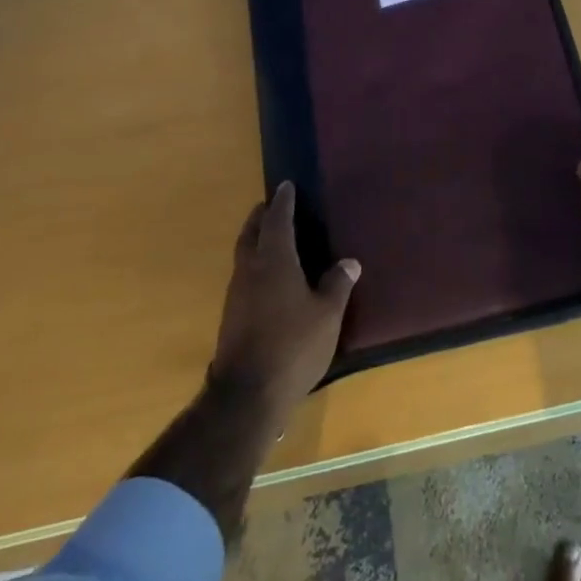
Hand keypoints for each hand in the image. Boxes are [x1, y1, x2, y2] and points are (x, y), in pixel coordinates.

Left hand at [208, 183, 359, 414]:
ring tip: (271, 238)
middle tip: (270, 206)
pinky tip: (268, 278)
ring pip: (243, 255)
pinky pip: (243, 277)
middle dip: (260, 217)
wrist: (247, 394)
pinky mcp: (231, 316)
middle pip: (251, 234)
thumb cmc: (293, 346)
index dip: (283, 202)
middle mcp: (250, 271)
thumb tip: (349, 262)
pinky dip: (254, 265)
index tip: (286, 186)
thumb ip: (337, 285)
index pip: (277, 221)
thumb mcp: (327, 315)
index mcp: (274, 261)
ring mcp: (236, 294)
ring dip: (254, 241)